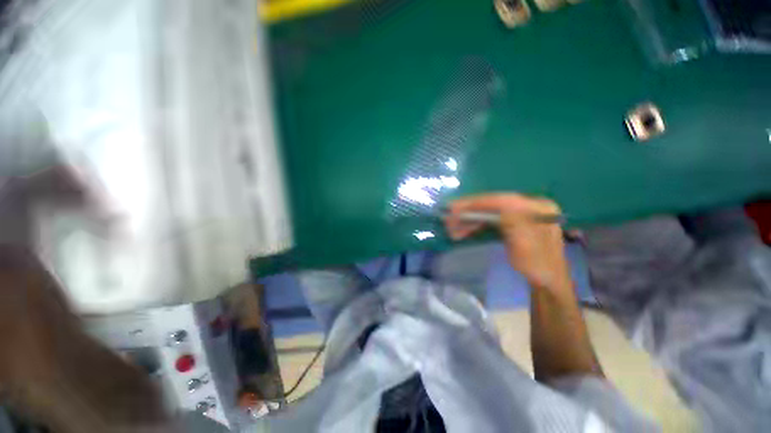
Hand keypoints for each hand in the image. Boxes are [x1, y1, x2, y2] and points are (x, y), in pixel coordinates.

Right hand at [445, 193, 570, 289]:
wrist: (545, 280)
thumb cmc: (537, 265)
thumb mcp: (526, 245)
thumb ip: (512, 222)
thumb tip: (494, 204)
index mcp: (536, 207)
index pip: (501, 200)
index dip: (476, 202)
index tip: (454, 207)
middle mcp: (527, 205)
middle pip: (491, 204)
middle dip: (468, 212)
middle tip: (448, 219)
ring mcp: (518, 213)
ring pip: (487, 212)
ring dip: (468, 220)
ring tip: (451, 228)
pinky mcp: (511, 221)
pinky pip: (489, 219)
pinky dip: (474, 225)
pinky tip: (462, 230)